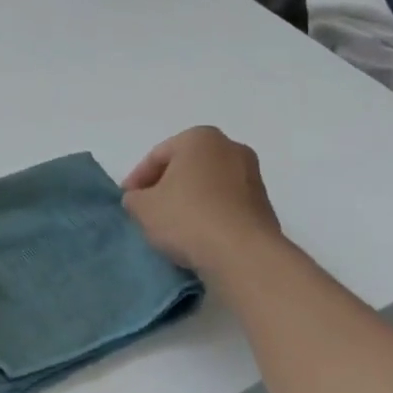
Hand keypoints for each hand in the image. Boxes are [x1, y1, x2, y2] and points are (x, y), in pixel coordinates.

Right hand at [121, 126, 283, 277]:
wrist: (243, 254)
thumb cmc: (187, 218)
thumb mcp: (143, 208)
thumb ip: (134, 198)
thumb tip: (140, 199)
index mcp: (200, 138)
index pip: (157, 155)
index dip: (137, 179)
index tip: (127, 200)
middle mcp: (231, 148)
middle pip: (186, 167)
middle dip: (166, 186)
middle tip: (147, 210)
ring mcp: (252, 176)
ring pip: (208, 185)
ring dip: (189, 200)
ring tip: (172, 227)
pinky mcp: (265, 204)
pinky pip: (226, 204)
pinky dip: (210, 214)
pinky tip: (198, 235)